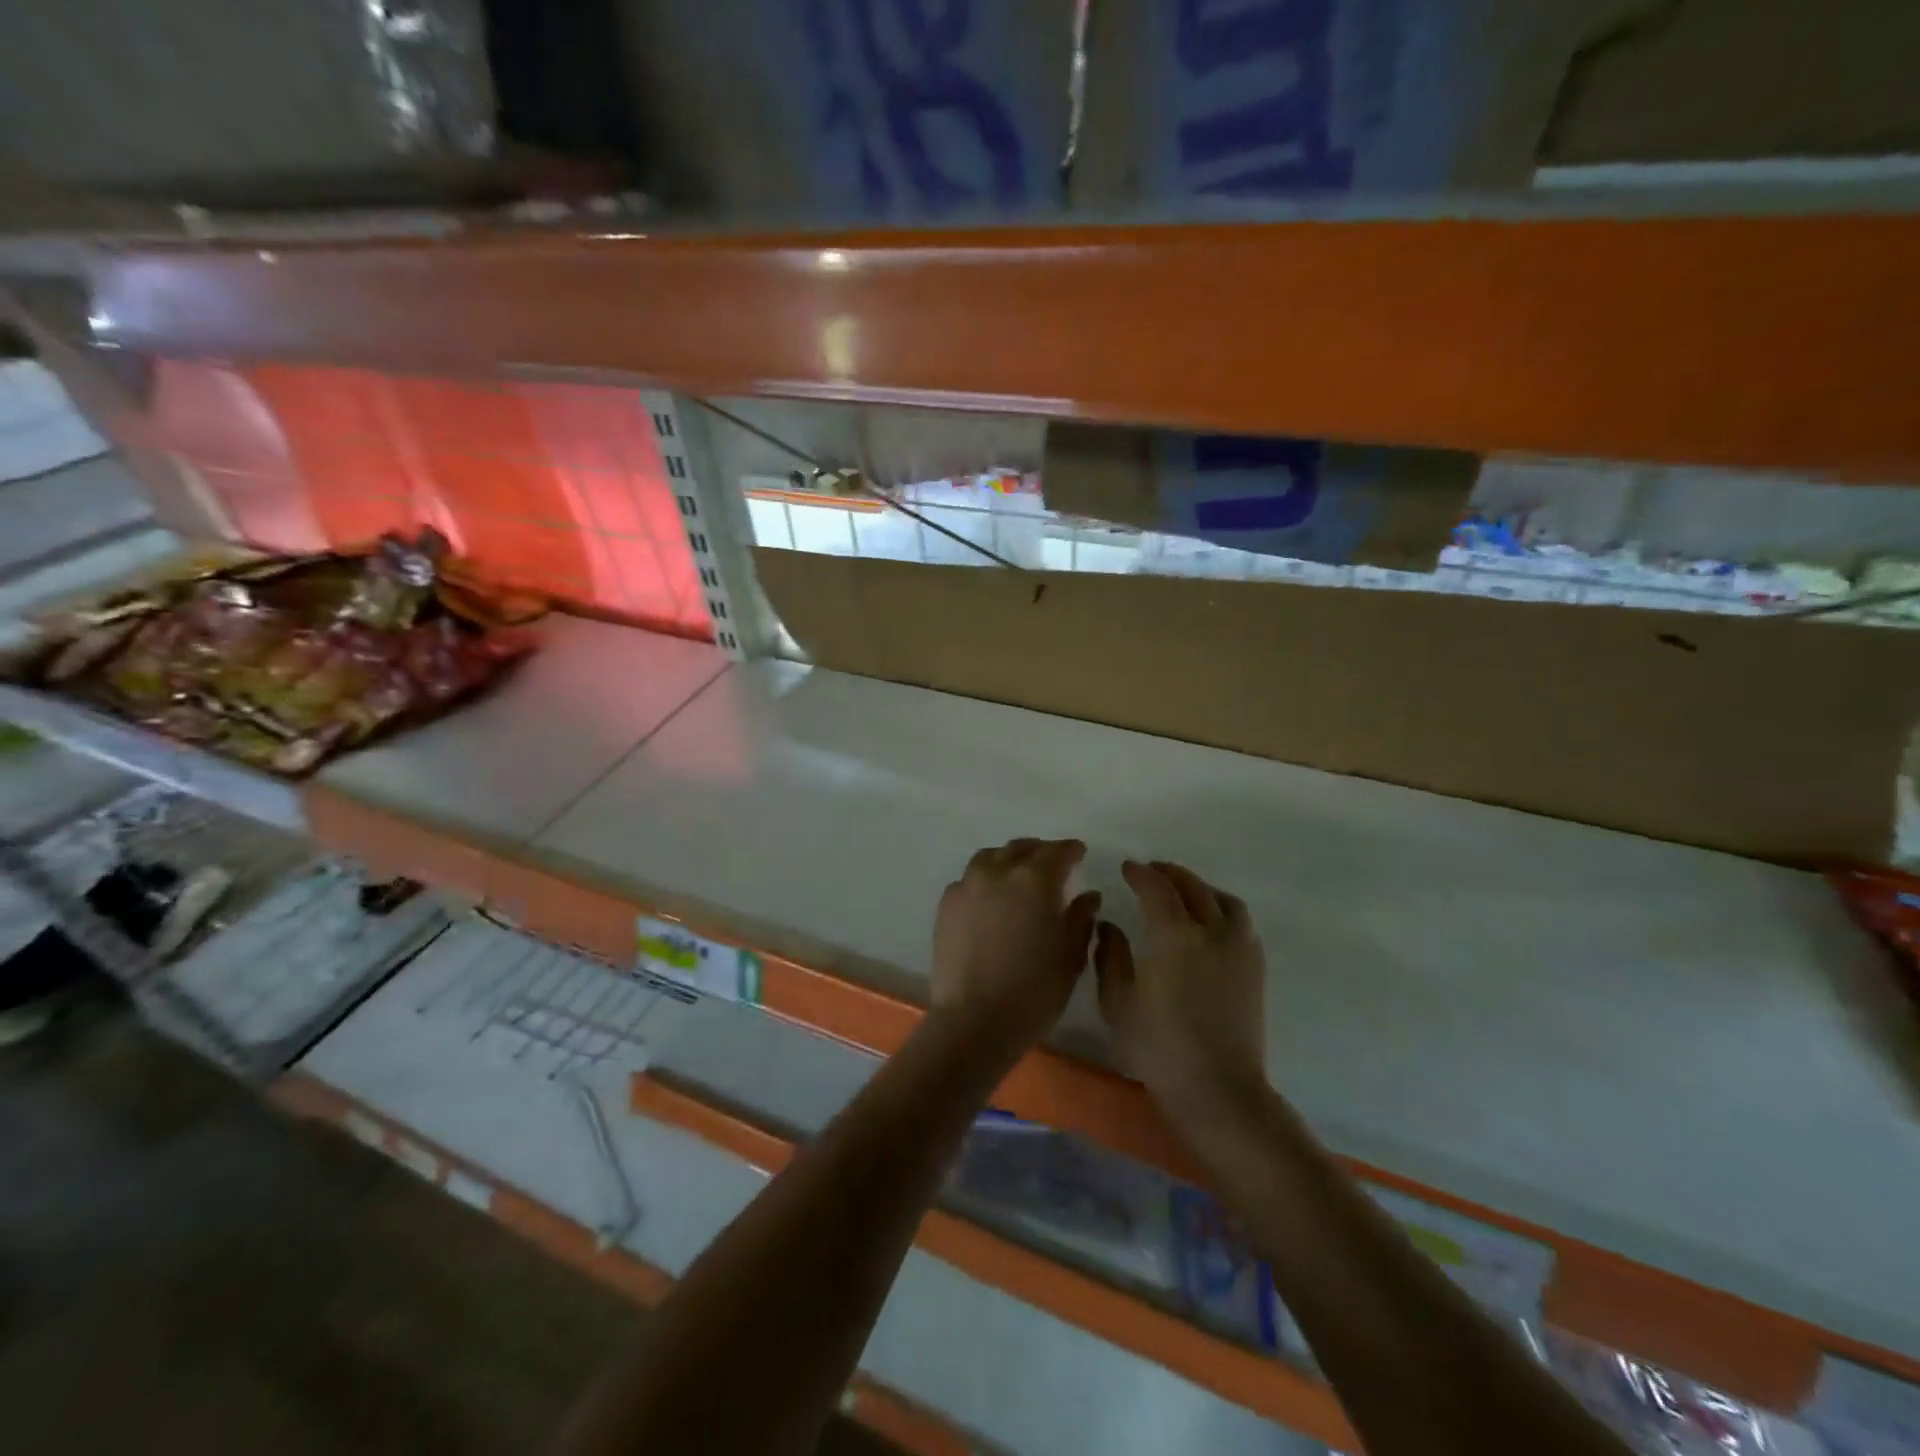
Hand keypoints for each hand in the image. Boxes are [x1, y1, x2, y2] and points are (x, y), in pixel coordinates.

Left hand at [930, 839, 1100, 1056]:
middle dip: (1039, 852)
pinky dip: (984, 881)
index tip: (1079, 853)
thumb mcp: (1071, 955)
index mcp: (1035, 879)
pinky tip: (990, 900)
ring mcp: (967, 885)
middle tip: (1051, 864)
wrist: (974, 1019)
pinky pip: (969, 880)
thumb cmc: (1034, 990)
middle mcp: (998, 871)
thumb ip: (1081, 918)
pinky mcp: (946, 904)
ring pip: (990, 857)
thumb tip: (1087, 896)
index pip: (1058, 851)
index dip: (1071, 850)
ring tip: (1017, 876)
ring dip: (1008, 860)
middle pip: (1021, 848)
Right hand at [1095, 860, 1267, 1114]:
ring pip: (1224, 900)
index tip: (1127, 868)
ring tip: (1184, 893)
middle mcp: (1213, 932)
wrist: (1218, 1090)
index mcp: (1176, 936)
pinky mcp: (1256, 968)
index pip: (1157, 888)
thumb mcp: (1118, 1003)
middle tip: (1150, 872)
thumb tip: (1108, 925)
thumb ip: (1110, 956)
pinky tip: (1210, 924)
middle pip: (1193, 886)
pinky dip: (1222, 909)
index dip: (1140, 873)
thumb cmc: (1159, 1048)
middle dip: (1169, 873)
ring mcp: (1240, 949)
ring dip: (1201, 888)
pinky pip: (1241, 922)